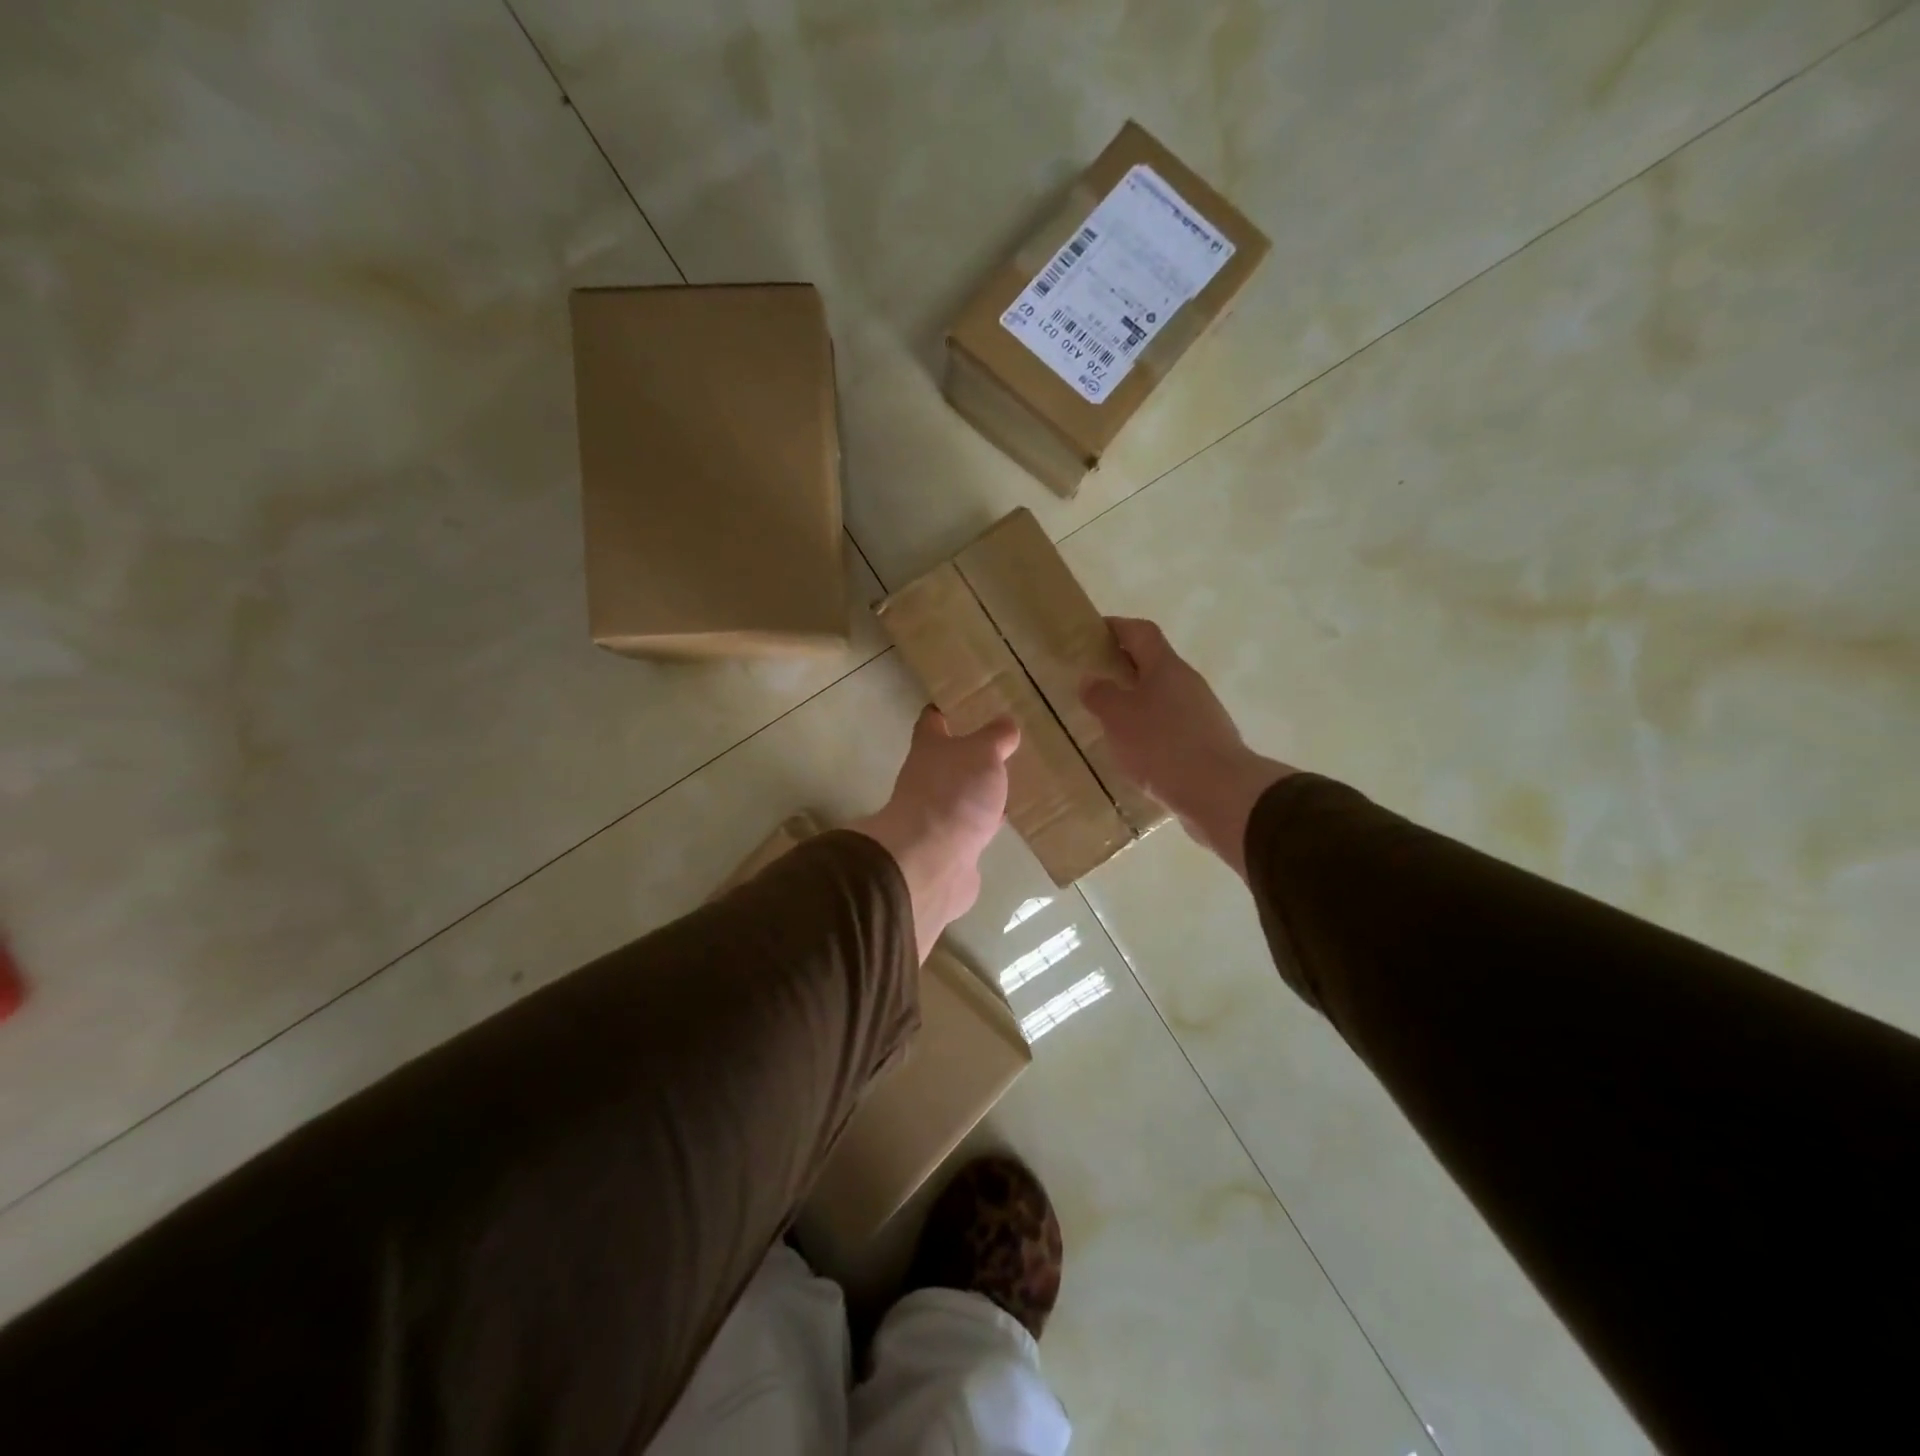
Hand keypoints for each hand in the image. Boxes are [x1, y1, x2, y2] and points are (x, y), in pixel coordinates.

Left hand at [851, 708, 1019, 961]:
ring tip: (1008, 785)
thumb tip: (1005, 725)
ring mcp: (935, 817)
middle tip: (999, 748)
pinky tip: (1001, 825)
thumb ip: (995, 737)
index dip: (942, 711)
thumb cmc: (954, 794)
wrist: (931, 862)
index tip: (957, 703)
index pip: (932, 722)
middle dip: (968, 756)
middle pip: (946, 762)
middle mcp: (926, 780)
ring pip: (960, 797)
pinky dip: (983, 826)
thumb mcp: (983, 753)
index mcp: (929, 749)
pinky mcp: (949, 849)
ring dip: (978, 793)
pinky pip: (970, 831)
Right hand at [1080, 618, 1292, 876]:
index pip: (1141, 632)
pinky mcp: (1207, 743)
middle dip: (1123, 668)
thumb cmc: (1162, 745)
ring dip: (1137, 702)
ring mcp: (1202, 714)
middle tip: (1093, 681)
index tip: (1092, 633)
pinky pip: (1171, 727)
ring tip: (1108, 720)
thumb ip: (1101, 695)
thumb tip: (1090, 679)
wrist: (1220, 793)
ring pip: (1162, 697)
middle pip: (1153, 664)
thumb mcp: (1119, 717)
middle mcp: (1188, 683)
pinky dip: (1150, 731)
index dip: (1117, 627)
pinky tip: (1135, 752)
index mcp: (1166, 667)